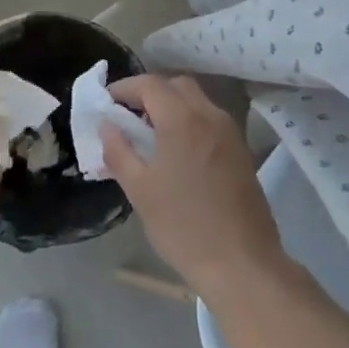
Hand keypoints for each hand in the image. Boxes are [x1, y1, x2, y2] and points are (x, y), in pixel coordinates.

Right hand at [101, 75, 285, 301]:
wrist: (241, 263)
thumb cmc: (183, 227)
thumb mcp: (139, 190)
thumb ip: (119, 151)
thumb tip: (108, 126)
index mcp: (183, 121)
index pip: (150, 84)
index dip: (125, 87)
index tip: (107, 102)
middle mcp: (211, 117)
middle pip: (177, 86)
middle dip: (150, 93)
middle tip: (129, 116)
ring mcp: (231, 134)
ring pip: (198, 102)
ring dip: (172, 107)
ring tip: (150, 136)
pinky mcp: (242, 153)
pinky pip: (211, 122)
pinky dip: (190, 123)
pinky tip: (177, 153)